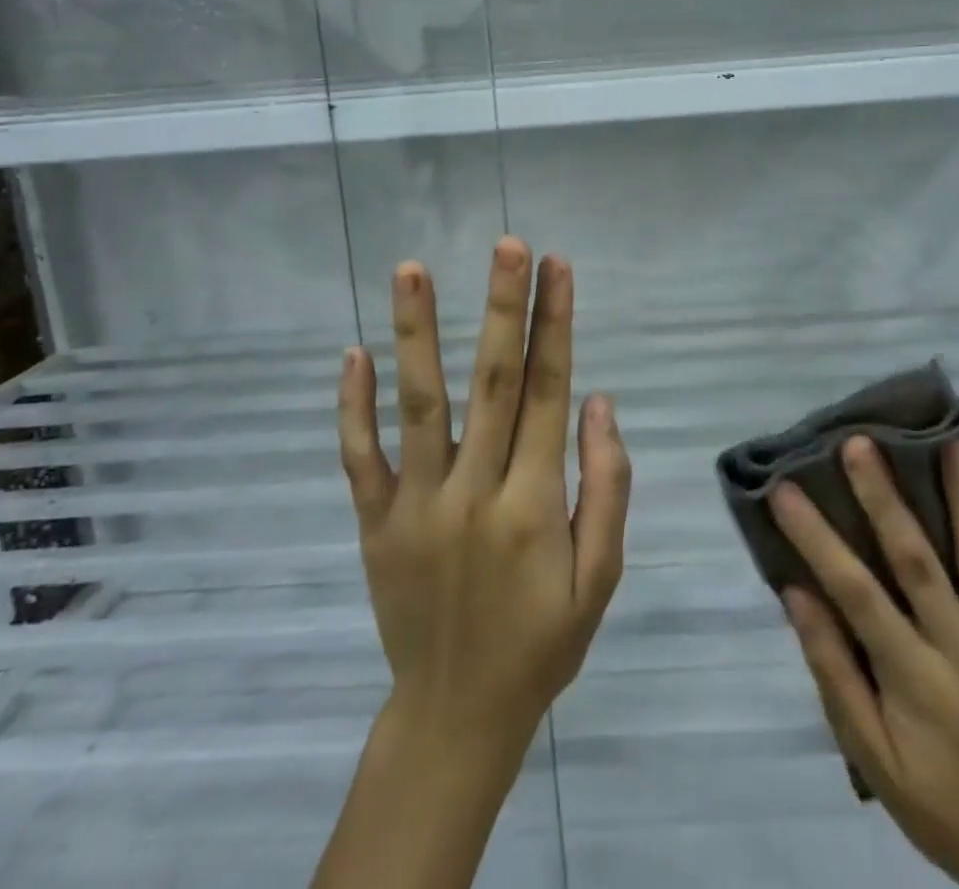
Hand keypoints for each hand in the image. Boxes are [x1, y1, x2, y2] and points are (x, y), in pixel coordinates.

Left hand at [336, 238, 632, 762]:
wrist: (456, 715)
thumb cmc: (541, 642)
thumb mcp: (599, 577)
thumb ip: (606, 487)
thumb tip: (600, 402)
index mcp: (534, 503)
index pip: (549, 391)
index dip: (556, 323)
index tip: (557, 266)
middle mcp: (473, 491)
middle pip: (492, 382)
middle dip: (502, 306)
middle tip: (506, 244)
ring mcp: (416, 505)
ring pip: (418, 405)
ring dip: (416, 332)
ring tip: (411, 269)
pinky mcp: (375, 522)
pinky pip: (359, 458)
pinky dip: (353, 406)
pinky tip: (353, 353)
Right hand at [773, 438, 958, 888]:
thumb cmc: (942, 803)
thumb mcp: (873, 758)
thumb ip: (834, 674)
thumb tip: (796, 594)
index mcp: (916, 683)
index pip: (856, 596)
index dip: (817, 538)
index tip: (784, 488)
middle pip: (920, 565)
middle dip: (885, 499)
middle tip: (860, 442)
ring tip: (954, 442)